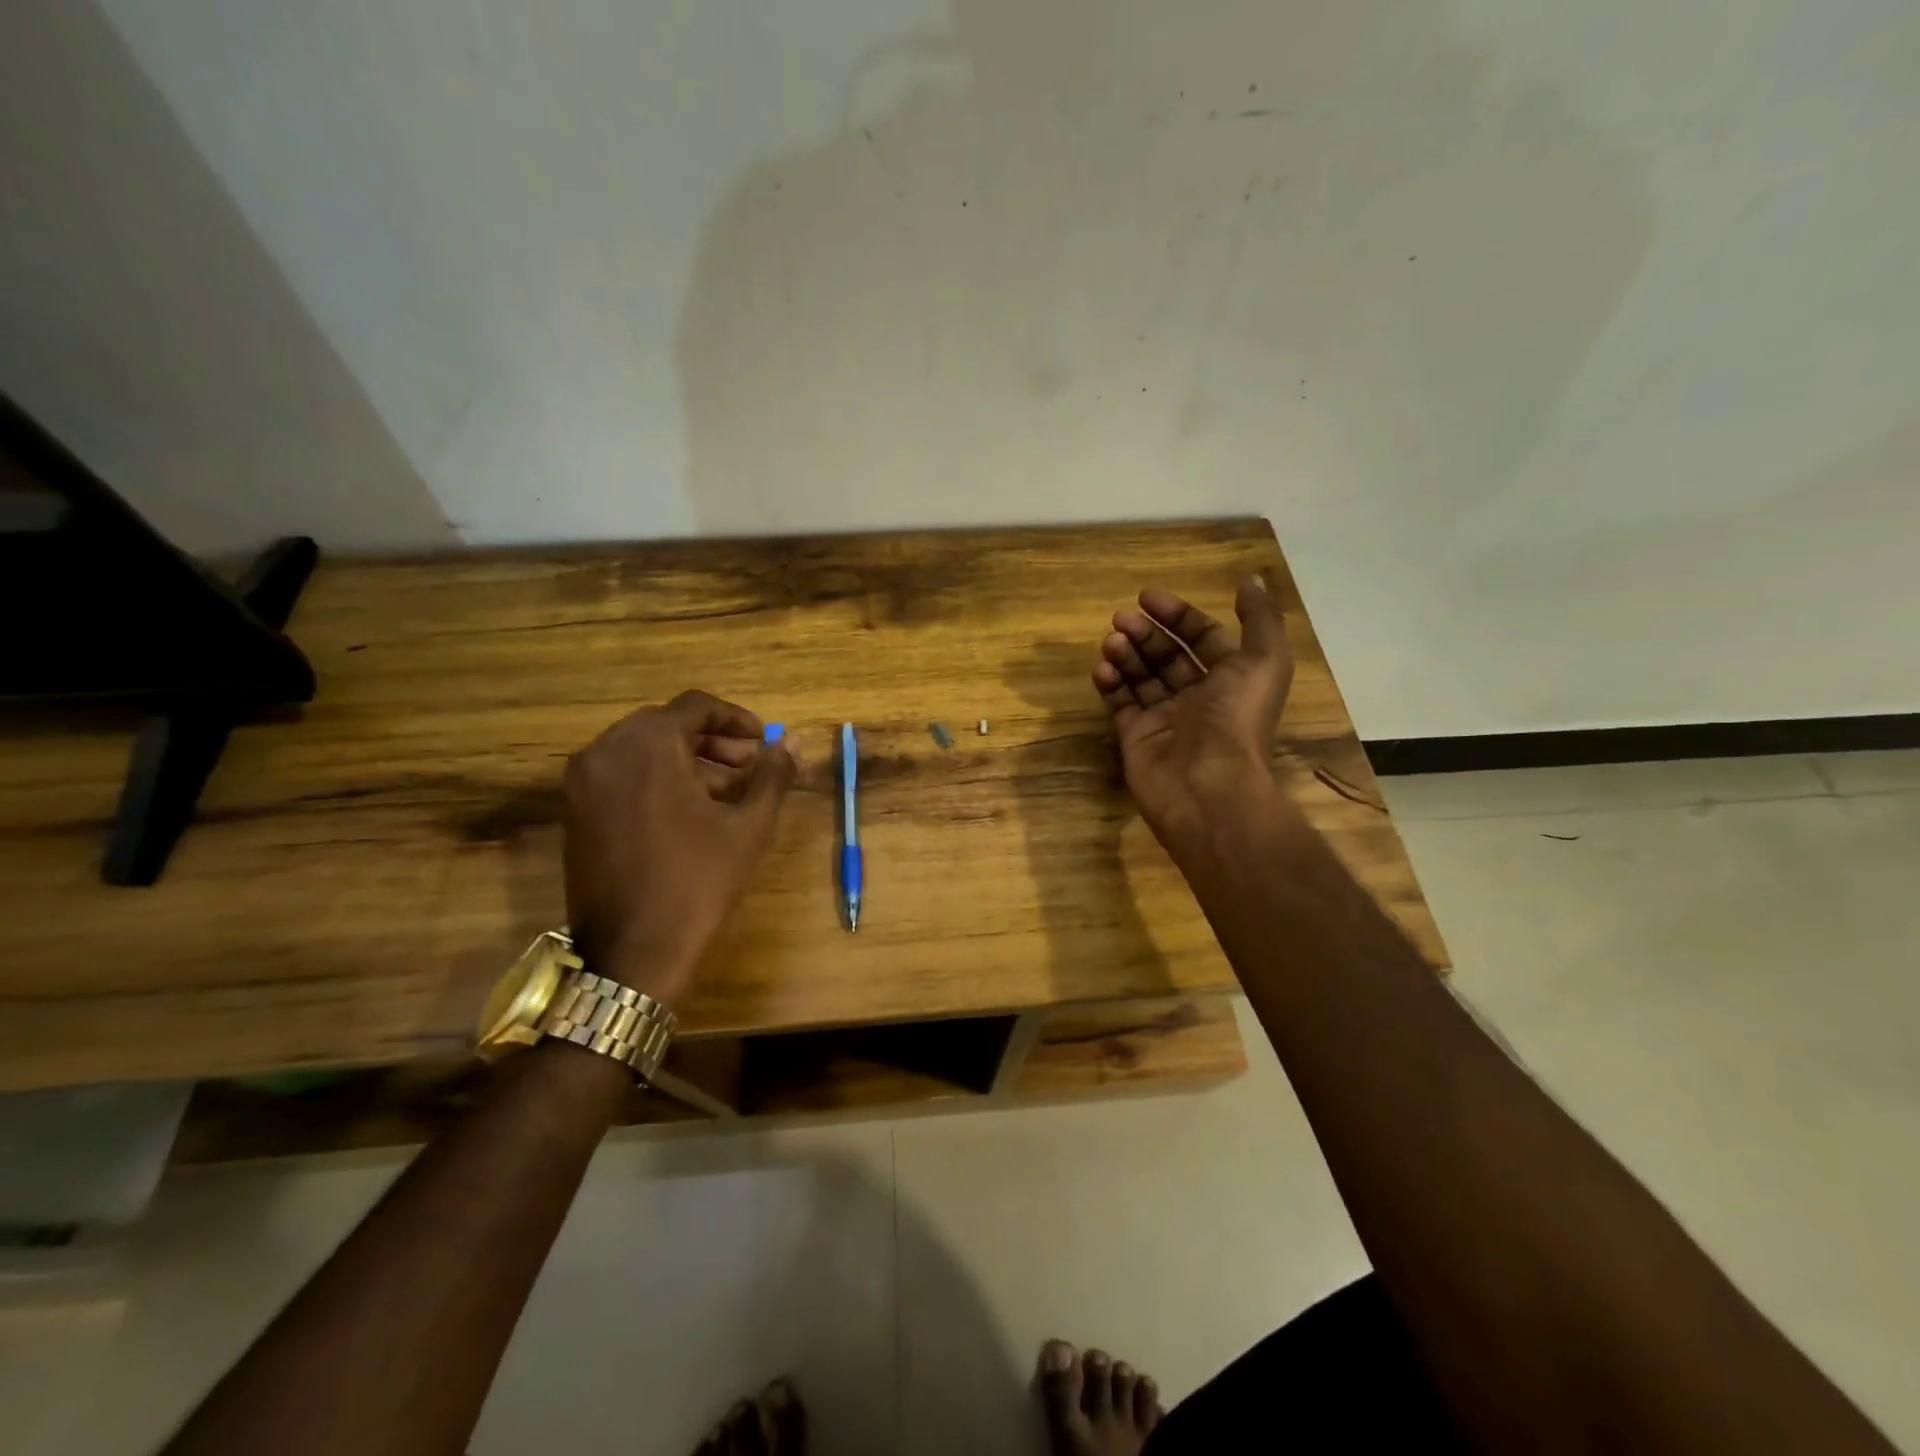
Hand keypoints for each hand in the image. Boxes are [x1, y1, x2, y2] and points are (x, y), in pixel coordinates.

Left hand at [562, 690, 794, 1006]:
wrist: (632, 954)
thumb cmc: (698, 883)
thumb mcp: (748, 827)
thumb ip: (772, 776)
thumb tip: (792, 743)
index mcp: (647, 746)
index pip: (695, 707)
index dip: (736, 718)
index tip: (763, 741)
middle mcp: (605, 752)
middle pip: (666, 724)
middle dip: (713, 741)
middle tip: (748, 766)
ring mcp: (583, 782)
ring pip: (642, 750)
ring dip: (686, 760)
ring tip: (726, 792)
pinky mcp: (575, 811)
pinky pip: (621, 774)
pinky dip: (657, 778)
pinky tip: (689, 810)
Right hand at [1092, 577, 1294, 852]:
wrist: (1207, 787)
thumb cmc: (1236, 719)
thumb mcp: (1264, 661)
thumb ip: (1260, 618)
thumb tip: (1251, 579)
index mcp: (1230, 679)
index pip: (1201, 638)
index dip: (1177, 615)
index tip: (1147, 598)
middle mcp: (1198, 698)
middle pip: (1167, 655)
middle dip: (1145, 633)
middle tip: (1120, 619)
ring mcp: (1165, 719)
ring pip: (1141, 676)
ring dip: (1125, 654)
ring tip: (1111, 642)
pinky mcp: (1136, 738)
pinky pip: (1120, 704)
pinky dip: (1110, 684)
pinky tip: (1102, 669)